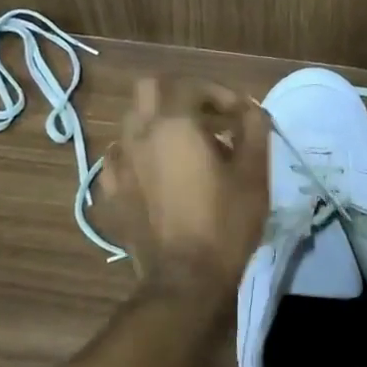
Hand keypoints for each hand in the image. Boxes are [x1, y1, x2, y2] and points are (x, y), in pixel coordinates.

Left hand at [94, 76, 270, 302]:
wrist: (185, 281)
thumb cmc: (225, 222)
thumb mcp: (254, 173)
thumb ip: (254, 129)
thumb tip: (251, 109)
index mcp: (174, 124)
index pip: (192, 85)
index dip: (220, 93)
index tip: (241, 114)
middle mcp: (139, 135)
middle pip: (149, 90)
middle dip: (180, 94)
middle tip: (207, 116)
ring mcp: (120, 165)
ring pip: (131, 122)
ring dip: (158, 122)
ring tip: (185, 144)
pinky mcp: (112, 194)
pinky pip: (119, 159)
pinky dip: (137, 154)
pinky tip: (154, 171)